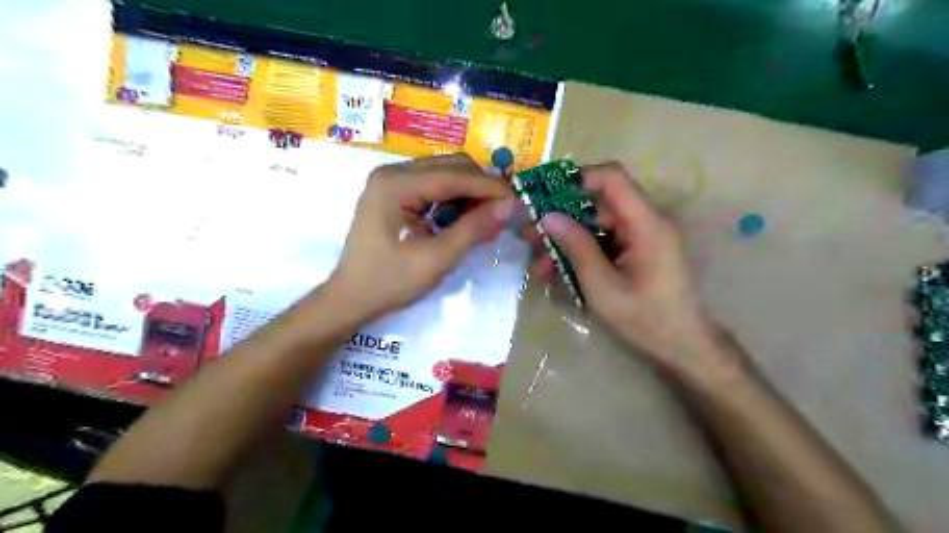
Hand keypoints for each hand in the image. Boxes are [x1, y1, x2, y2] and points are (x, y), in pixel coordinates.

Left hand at [329, 154, 517, 319]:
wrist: (351, 298)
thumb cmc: (390, 282)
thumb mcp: (436, 259)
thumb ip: (474, 229)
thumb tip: (510, 206)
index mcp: (396, 184)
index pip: (455, 175)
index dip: (491, 188)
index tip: (519, 203)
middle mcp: (393, 172)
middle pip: (451, 166)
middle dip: (481, 187)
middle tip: (503, 214)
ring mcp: (391, 180)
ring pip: (445, 173)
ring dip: (470, 192)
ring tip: (486, 219)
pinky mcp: (394, 192)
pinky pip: (433, 185)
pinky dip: (454, 198)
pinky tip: (464, 218)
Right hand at [538, 162, 736, 378]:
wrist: (684, 347)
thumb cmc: (646, 320)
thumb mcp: (603, 287)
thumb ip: (577, 248)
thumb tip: (548, 216)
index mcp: (646, 224)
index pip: (612, 178)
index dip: (577, 179)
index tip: (545, 196)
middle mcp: (647, 221)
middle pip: (599, 203)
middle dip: (562, 217)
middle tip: (530, 235)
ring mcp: (643, 236)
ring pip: (598, 224)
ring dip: (568, 239)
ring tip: (540, 262)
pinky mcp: (639, 250)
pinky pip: (605, 240)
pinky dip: (582, 252)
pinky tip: (559, 271)